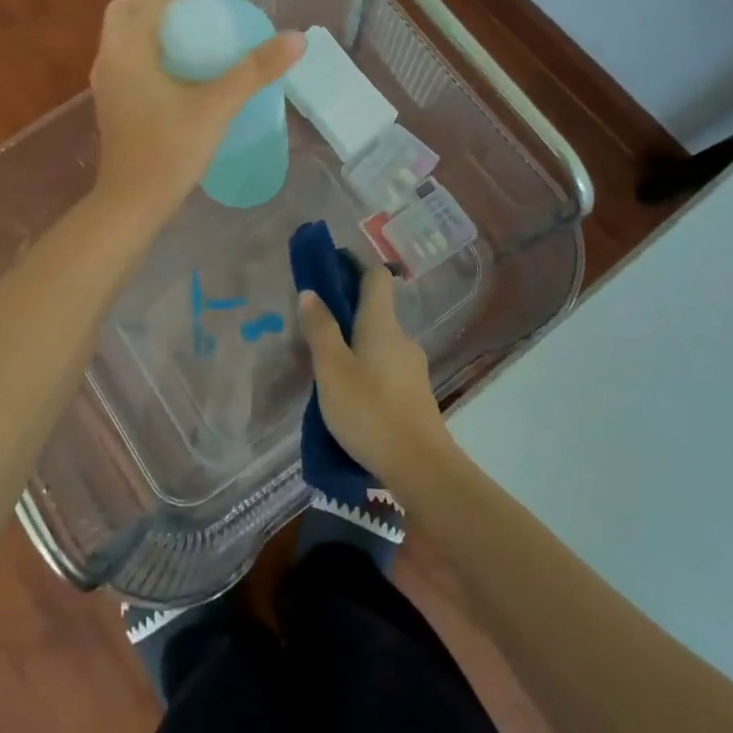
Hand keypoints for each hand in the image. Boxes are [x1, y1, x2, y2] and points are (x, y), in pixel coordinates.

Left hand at [88, 0, 302, 223]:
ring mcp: (107, 81)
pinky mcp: (113, 101)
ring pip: (129, 34)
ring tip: (200, 33)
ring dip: (161, 25)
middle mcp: (109, 57)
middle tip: (208, 10)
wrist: (131, 204)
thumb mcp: (216, 106)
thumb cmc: (169, 151)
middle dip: (170, 2)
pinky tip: (184, 69)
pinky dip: (154, 48)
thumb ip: (254, 70)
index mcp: (128, 47)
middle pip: (134, 9)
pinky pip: (131, 57)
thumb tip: (296, 37)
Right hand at [299, 263, 454, 495]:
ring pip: (380, 342)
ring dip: (356, 344)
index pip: (376, 276)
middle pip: (375, 310)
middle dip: (347, 311)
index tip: (331, 265)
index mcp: (381, 324)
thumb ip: (320, 329)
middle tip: (316, 326)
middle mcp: (402, 338)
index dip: (355, 264)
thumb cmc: (370, 411)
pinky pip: (386, 368)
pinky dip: (367, 368)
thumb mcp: (332, 370)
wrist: (421, 468)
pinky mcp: (415, 395)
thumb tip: (310, 292)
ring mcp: (413, 367)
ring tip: (327, 366)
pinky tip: (350, 395)